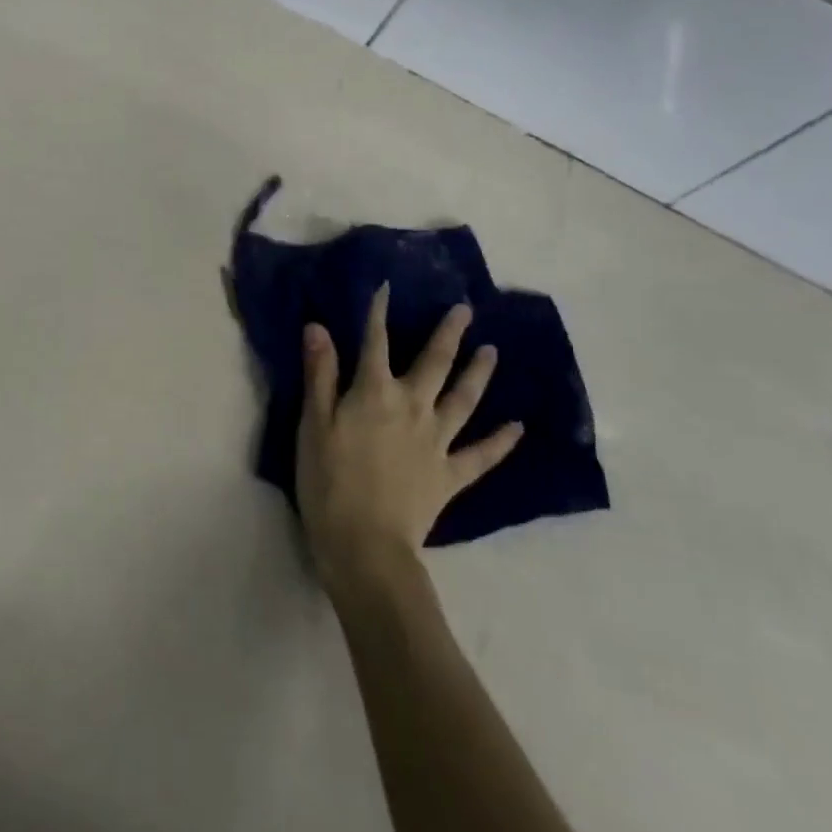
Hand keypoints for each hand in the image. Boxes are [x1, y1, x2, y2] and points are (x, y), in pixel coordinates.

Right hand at [298, 287, 522, 596]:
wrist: (365, 544)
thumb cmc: (328, 481)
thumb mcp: (313, 424)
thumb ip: (320, 374)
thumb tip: (319, 327)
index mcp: (374, 393)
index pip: (374, 343)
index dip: (378, 313)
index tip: (386, 287)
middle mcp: (412, 407)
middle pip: (433, 363)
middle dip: (448, 334)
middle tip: (465, 310)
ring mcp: (437, 441)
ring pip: (463, 399)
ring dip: (478, 374)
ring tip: (492, 351)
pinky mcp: (450, 475)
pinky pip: (480, 455)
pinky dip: (501, 441)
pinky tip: (518, 427)